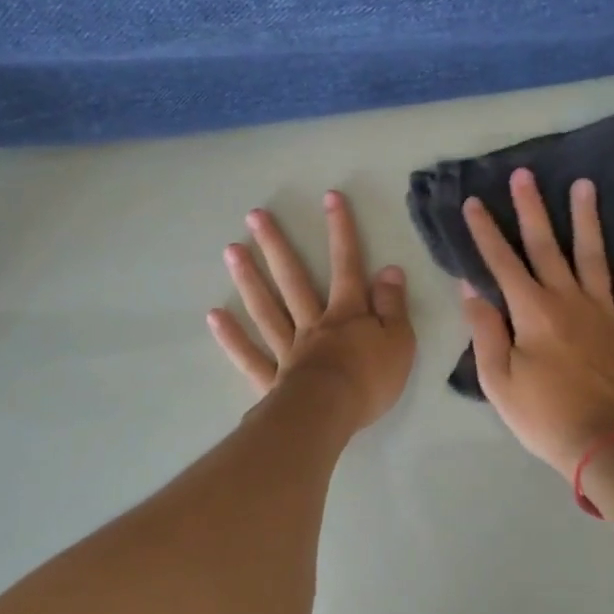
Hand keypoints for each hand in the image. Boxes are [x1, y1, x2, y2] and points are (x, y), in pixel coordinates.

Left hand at [208, 191, 415, 429]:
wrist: (330, 416)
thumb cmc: (369, 379)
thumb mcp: (398, 340)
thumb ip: (392, 305)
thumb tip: (389, 269)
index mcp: (346, 314)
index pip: (346, 265)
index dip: (341, 231)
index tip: (330, 197)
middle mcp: (313, 323)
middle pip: (293, 279)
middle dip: (276, 245)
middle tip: (254, 216)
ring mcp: (288, 350)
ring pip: (266, 309)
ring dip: (249, 279)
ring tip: (231, 250)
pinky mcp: (271, 379)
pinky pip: (250, 355)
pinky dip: (232, 337)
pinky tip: (215, 316)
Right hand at [460, 170, 613, 478]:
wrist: (609, 445)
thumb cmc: (544, 416)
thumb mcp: (498, 380)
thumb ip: (486, 330)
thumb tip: (470, 288)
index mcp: (532, 312)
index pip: (502, 262)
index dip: (485, 231)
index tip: (473, 202)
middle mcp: (568, 299)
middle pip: (547, 246)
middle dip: (531, 209)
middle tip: (525, 175)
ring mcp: (605, 310)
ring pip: (593, 254)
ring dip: (587, 218)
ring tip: (584, 184)